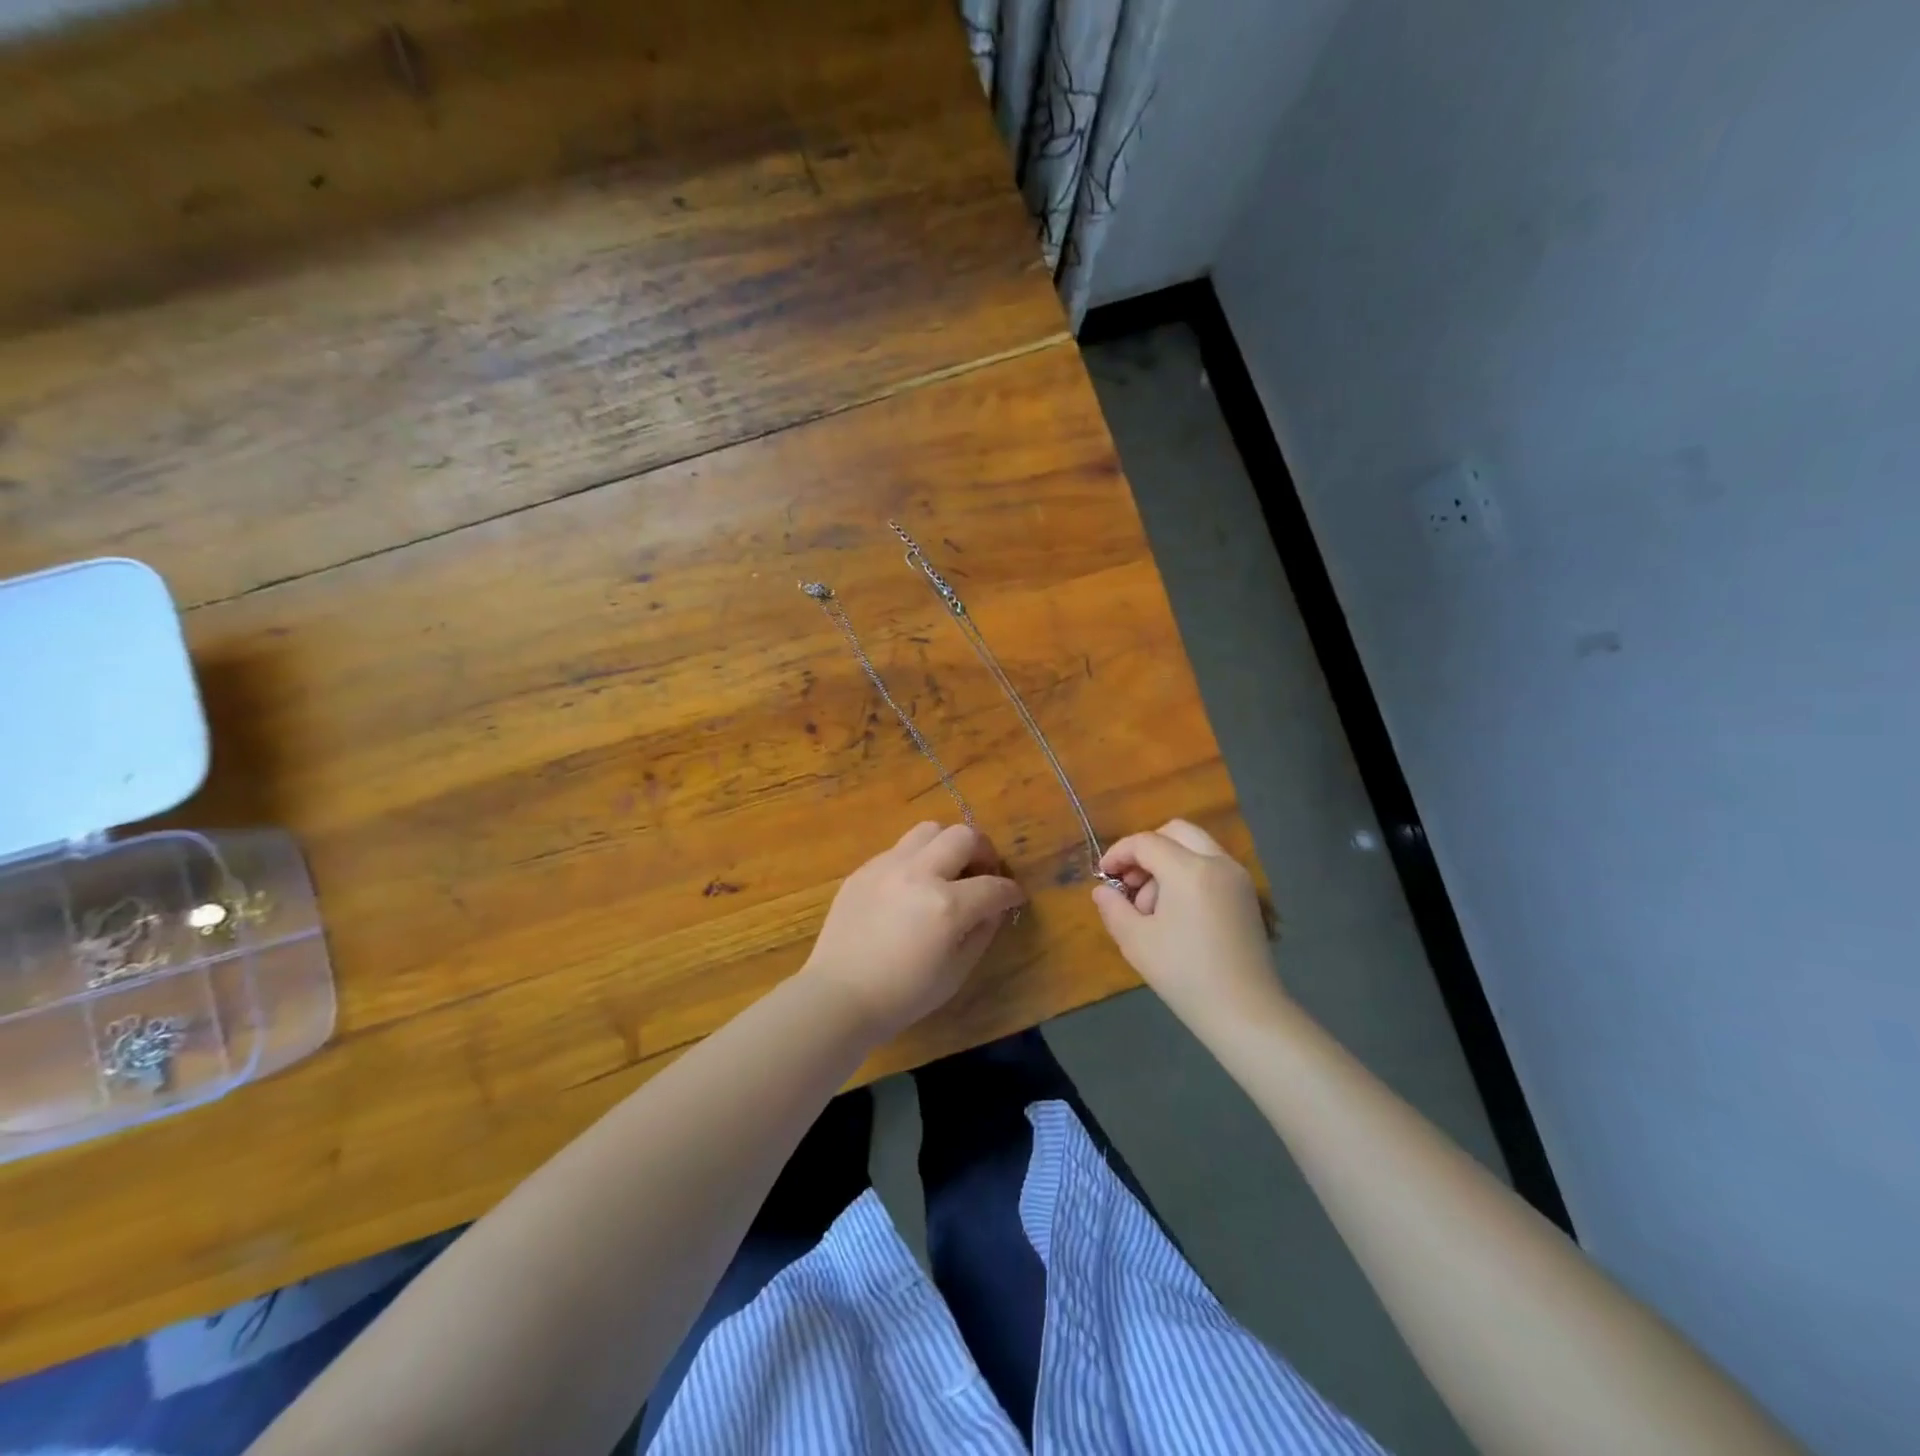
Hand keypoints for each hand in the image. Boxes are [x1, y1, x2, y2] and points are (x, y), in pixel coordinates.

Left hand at [803, 822, 1025, 1040]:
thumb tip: (993, 909)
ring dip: (948, 845)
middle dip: (984, 851)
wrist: (839, 996)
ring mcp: (887, 866)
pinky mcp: (864, 869)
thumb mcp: (955, 973)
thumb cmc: (902, 995)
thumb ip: (981, 933)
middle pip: (964, 836)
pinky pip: (900, 849)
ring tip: (947, 871)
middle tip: (983, 873)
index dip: (1011, 892)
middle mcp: (919, 874)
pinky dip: (916, 859)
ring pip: (929, 830)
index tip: (1014, 897)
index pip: (993, 886)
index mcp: (946, 906)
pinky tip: (912, 886)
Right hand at [1092, 819, 1285, 1033]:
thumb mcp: (1136, 941)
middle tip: (1130, 881)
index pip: (1146, 842)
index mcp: (1190, 870)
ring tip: (1152, 908)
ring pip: (1195, 847)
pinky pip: (1211, 867)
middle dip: (1146, 849)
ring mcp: (1237, 878)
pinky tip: (1176, 913)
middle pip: (1176, 832)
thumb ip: (1114, 907)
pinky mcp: (1247, 896)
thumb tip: (1103, 890)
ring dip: (1168, 863)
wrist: (1245, 1012)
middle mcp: (1218, 863)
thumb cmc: (1184, 974)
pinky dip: (1188, 874)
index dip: (1119, 854)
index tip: (1104, 876)